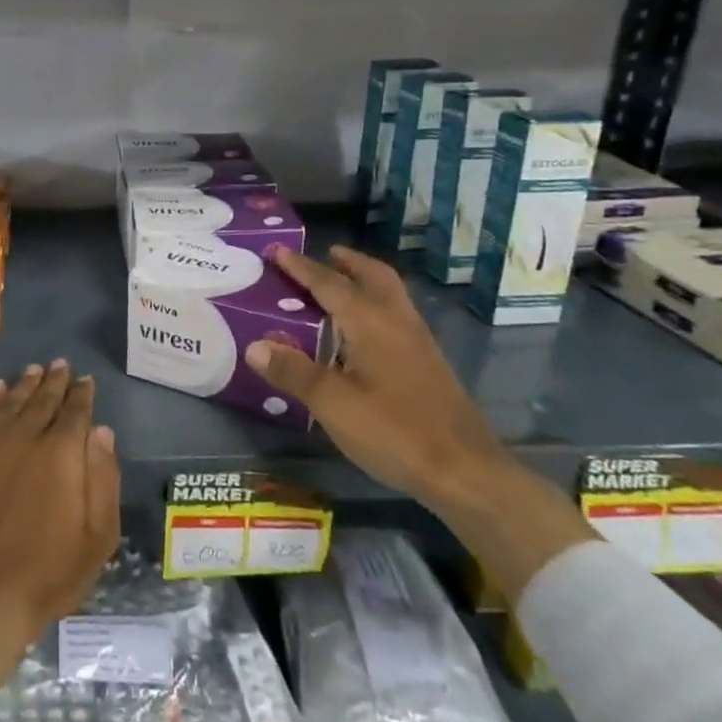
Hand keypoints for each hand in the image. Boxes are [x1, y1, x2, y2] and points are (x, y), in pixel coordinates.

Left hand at [0, 362, 120, 707]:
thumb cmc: (45, 574)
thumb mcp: (97, 537)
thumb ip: (103, 479)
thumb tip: (102, 432)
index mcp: (62, 452)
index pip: (76, 411)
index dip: (82, 394)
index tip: (86, 380)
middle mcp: (25, 435)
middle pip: (43, 399)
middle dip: (54, 381)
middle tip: (61, 365)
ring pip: (10, 401)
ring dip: (25, 384)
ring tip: (34, 370)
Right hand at [244, 246, 510, 511]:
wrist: (466, 472)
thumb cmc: (394, 431)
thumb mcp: (333, 404)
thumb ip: (294, 372)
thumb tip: (255, 345)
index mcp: (371, 323)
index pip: (329, 283)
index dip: (300, 266)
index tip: (277, 249)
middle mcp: (397, 322)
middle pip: (373, 276)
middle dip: (346, 262)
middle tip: (323, 255)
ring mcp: (419, 342)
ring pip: (390, 294)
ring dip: (364, 280)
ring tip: (340, 284)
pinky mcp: (429, 363)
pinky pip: (397, 315)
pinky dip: (376, 304)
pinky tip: (363, 331)